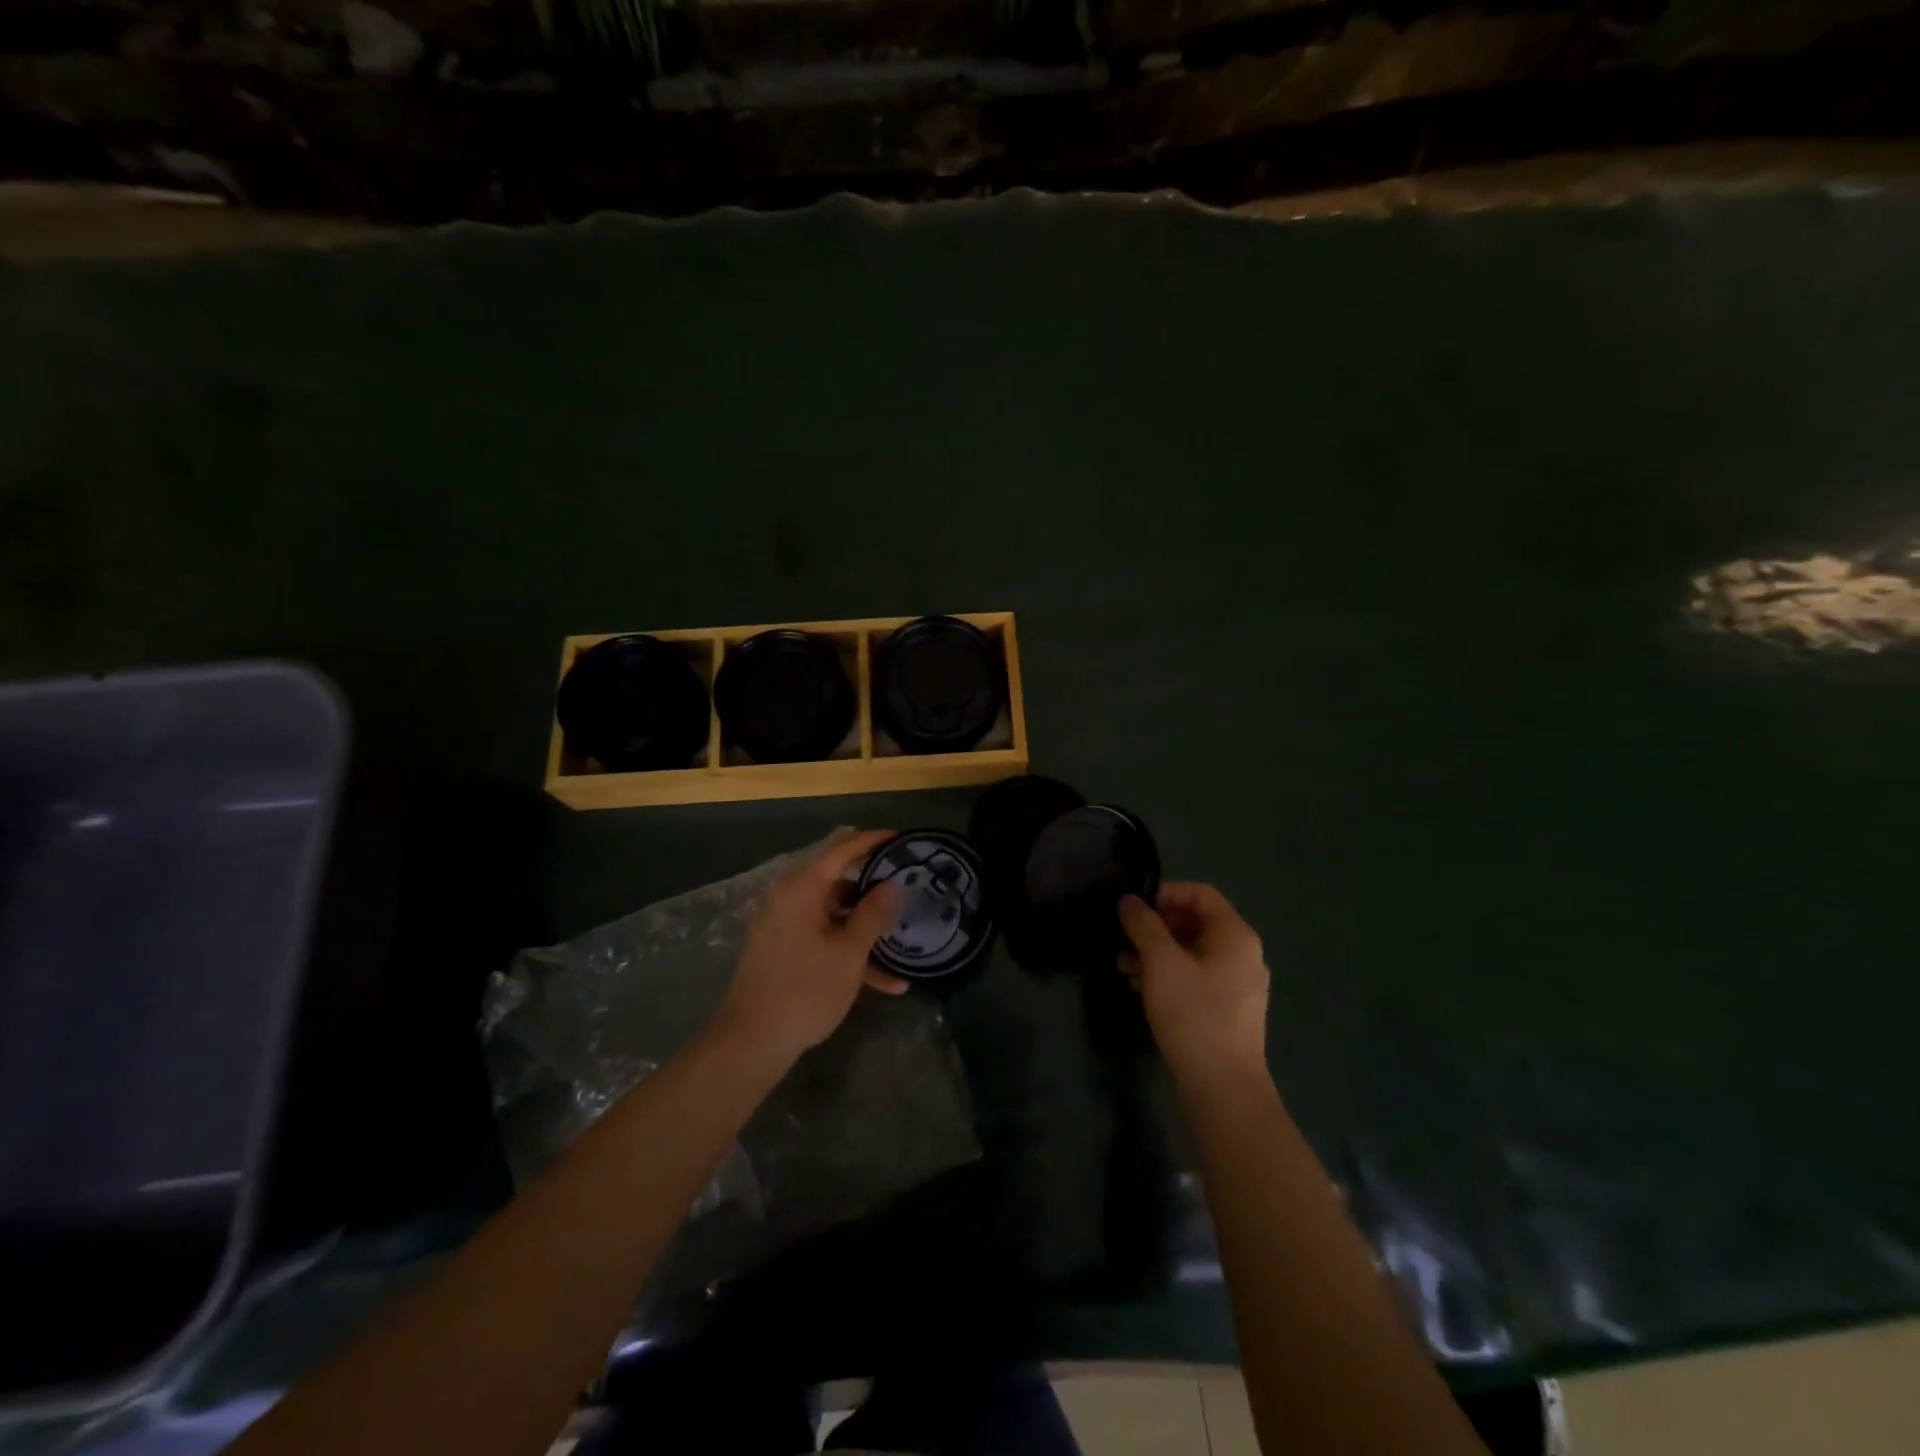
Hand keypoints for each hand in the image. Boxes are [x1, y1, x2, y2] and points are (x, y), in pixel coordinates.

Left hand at [712, 830, 907, 1063]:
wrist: (750, 1043)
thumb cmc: (804, 990)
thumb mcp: (849, 953)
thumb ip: (873, 914)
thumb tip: (892, 883)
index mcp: (802, 888)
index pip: (842, 849)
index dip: (873, 841)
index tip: (903, 839)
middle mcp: (791, 898)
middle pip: (840, 881)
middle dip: (876, 890)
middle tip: (910, 892)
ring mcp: (786, 926)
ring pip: (836, 916)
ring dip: (868, 930)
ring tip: (904, 943)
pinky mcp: (785, 950)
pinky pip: (824, 939)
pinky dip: (850, 952)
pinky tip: (885, 983)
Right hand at [1118, 883, 1268, 1078]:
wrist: (1223, 1088)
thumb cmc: (1194, 1015)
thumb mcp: (1161, 963)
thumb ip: (1144, 926)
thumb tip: (1129, 901)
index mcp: (1235, 935)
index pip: (1200, 893)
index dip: (1165, 894)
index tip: (1134, 910)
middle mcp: (1242, 954)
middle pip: (1195, 922)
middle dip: (1156, 928)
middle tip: (1124, 940)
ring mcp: (1238, 984)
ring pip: (1192, 952)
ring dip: (1156, 953)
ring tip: (1123, 967)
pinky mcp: (1228, 1010)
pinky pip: (1196, 977)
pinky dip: (1168, 975)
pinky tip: (1140, 989)